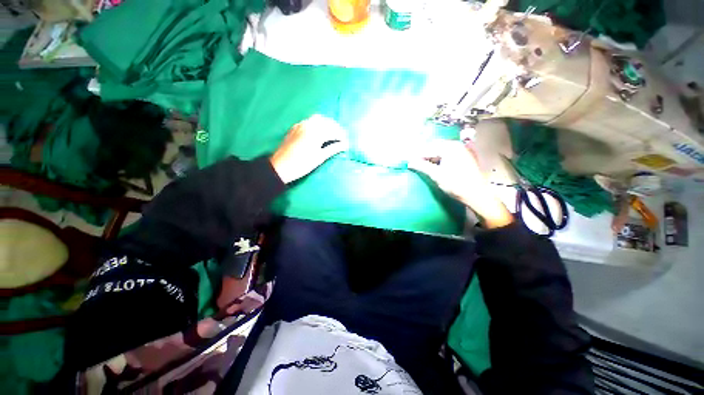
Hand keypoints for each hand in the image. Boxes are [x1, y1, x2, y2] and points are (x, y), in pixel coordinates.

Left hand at [270, 115, 348, 183]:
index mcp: (316, 132)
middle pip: (327, 122)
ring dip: (327, 124)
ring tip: (332, 134)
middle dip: (336, 129)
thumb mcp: (319, 157)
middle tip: (341, 138)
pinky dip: (317, 124)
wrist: (280, 166)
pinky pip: (309, 121)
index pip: (333, 131)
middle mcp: (309, 124)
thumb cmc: (302, 164)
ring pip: (318, 119)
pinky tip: (319, 131)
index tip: (347, 143)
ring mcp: (300, 125)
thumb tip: (345, 145)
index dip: (342, 136)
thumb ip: (333, 149)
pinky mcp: (295, 128)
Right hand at [408, 139, 513, 228]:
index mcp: (450, 147)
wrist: (477, 195)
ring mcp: (463, 151)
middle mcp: (457, 145)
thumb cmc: (456, 184)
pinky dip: (440, 159)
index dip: (417, 155)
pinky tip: (435, 166)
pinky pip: (448, 155)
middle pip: (435, 147)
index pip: (428, 148)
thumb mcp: (436, 175)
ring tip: (423, 165)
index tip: (408, 161)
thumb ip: (422, 166)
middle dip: (424, 154)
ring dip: (431, 157)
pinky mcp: (465, 158)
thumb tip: (409, 162)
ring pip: (442, 151)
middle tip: (415, 163)